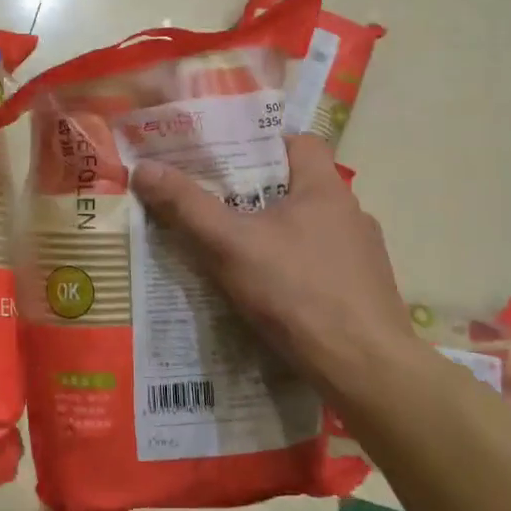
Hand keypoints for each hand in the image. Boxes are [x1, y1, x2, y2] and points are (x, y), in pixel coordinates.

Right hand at [129, 135, 425, 402]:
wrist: (364, 368)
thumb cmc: (296, 291)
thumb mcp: (230, 245)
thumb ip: (187, 206)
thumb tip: (144, 168)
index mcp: (325, 189)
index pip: (300, 142)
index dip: (264, 145)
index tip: (228, 162)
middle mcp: (351, 213)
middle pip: (300, 187)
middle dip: (260, 196)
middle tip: (219, 208)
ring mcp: (364, 255)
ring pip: (312, 230)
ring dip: (280, 236)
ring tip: (241, 254)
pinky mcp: (366, 291)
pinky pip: (324, 266)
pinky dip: (299, 270)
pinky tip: (276, 295)